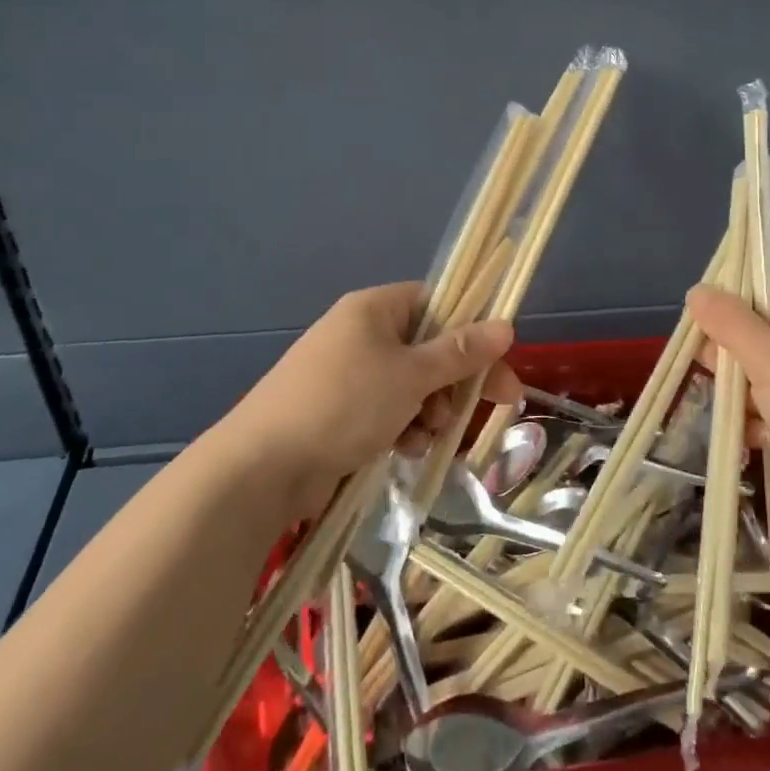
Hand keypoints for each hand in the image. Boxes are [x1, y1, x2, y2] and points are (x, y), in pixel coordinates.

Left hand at [225, 283, 522, 517]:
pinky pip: (388, 410)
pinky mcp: (339, 411)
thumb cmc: (344, 404)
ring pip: (412, 384)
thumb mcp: (412, 375)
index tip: (499, 361)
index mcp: (374, 309)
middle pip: (428, 348)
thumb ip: (461, 352)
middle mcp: (361, 334)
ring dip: (431, 410)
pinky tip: (406, 449)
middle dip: (455, 380)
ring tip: (428, 434)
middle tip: (494, 405)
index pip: (437, 303)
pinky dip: (404, 427)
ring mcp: (348, 374)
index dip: (472, 330)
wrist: (262, 467)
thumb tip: (506, 325)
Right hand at [686, 279, 769, 540]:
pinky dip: (756, 422)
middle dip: (726, 362)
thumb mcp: (769, 359)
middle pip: (744, 333)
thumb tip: (696, 290)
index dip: (720, 311)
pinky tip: (757, 441)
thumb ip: (728, 322)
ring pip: (750, 374)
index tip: (702, 340)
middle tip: (727, 385)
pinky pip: (766, 406)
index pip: (749, 290)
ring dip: (738, 398)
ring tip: (744, 421)